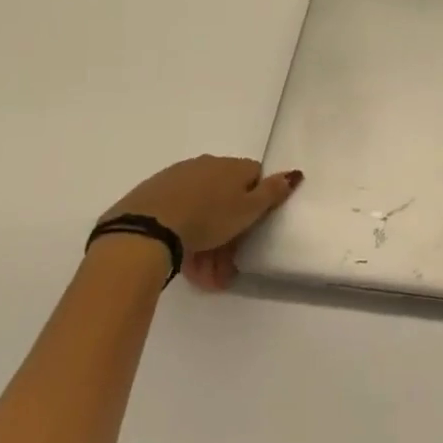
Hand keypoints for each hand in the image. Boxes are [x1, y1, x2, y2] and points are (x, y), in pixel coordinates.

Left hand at [97, 155, 301, 291]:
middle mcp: (206, 165)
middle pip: (226, 197)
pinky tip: (184, 261)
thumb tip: (294, 172)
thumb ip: (273, 192)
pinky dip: (185, 236)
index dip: (256, 201)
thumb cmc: (207, 218)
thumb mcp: (248, 210)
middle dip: (230, 232)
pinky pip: (179, 215)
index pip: (254, 176)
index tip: (252, 227)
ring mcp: (178, 178)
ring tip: (205, 277)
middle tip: (228, 266)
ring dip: (208, 242)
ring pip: (202, 210)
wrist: (147, 227)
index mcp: (231, 166)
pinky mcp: (153, 195)